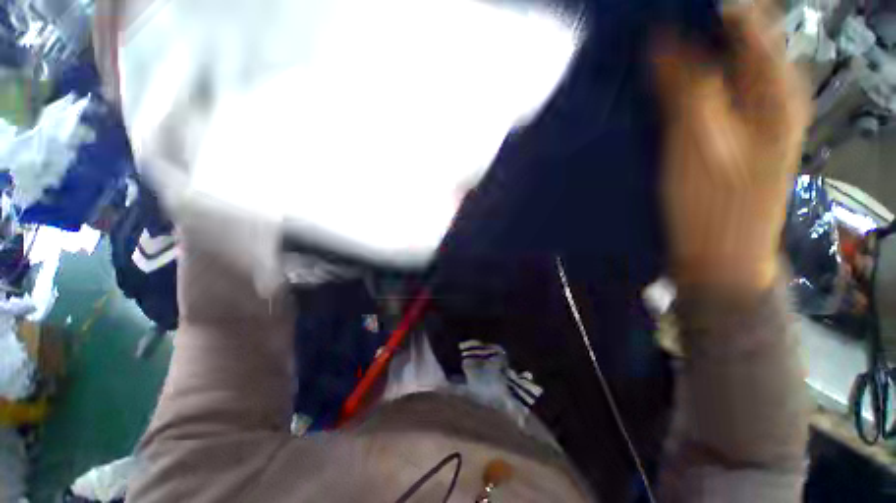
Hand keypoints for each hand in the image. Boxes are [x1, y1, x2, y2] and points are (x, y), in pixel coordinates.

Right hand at [652, 4, 810, 292]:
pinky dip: (683, 83)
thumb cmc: (713, 205)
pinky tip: (657, 89)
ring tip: (645, 57)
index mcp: (775, 86)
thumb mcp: (699, 143)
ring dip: (684, 56)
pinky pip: (709, 92)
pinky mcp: (731, 133)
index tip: (658, 10)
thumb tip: (662, 38)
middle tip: (645, 35)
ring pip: (719, 65)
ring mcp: (752, 113)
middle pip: (733, 39)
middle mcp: (770, 91)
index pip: (744, 18)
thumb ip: (687, 85)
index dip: (703, 5)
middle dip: (691, 29)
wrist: (720, 256)